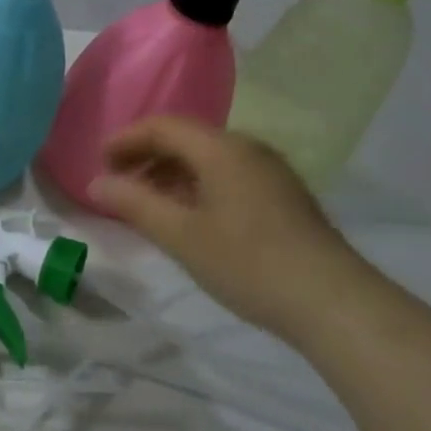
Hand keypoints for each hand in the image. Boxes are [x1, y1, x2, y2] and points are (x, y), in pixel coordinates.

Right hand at [89, 117, 373, 343]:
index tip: (99, 163)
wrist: (334, 304)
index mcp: (221, 149)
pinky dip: (196, 185)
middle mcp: (248, 149)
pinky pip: (227, 175)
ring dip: (170, 172)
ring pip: (207, 158)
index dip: (125, 139)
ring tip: (147, 203)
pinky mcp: (283, 197)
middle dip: (146, 155)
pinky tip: (188, 217)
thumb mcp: (180, 235)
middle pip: (185, 138)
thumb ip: (134, 204)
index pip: (162, 126)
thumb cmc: (248, 263)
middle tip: (118, 184)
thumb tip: (96, 183)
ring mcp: (270, 172)